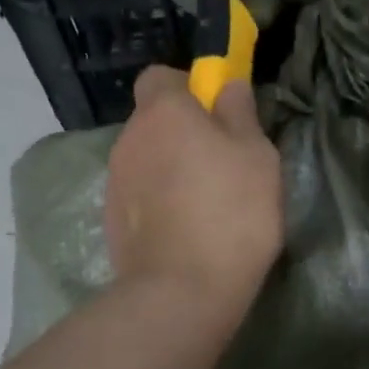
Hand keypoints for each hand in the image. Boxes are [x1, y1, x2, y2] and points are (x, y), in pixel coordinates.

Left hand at [106, 67, 283, 316]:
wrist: (182, 291)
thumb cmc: (231, 211)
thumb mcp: (257, 155)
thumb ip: (240, 113)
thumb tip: (227, 85)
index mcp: (162, 113)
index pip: (160, 77)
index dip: (187, 88)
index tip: (215, 112)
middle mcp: (129, 139)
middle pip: (153, 120)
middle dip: (182, 132)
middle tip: (221, 162)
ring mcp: (115, 181)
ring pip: (146, 159)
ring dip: (170, 168)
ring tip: (206, 203)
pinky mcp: (111, 219)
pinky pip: (139, 194)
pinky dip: (158, 201)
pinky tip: (185, 229)